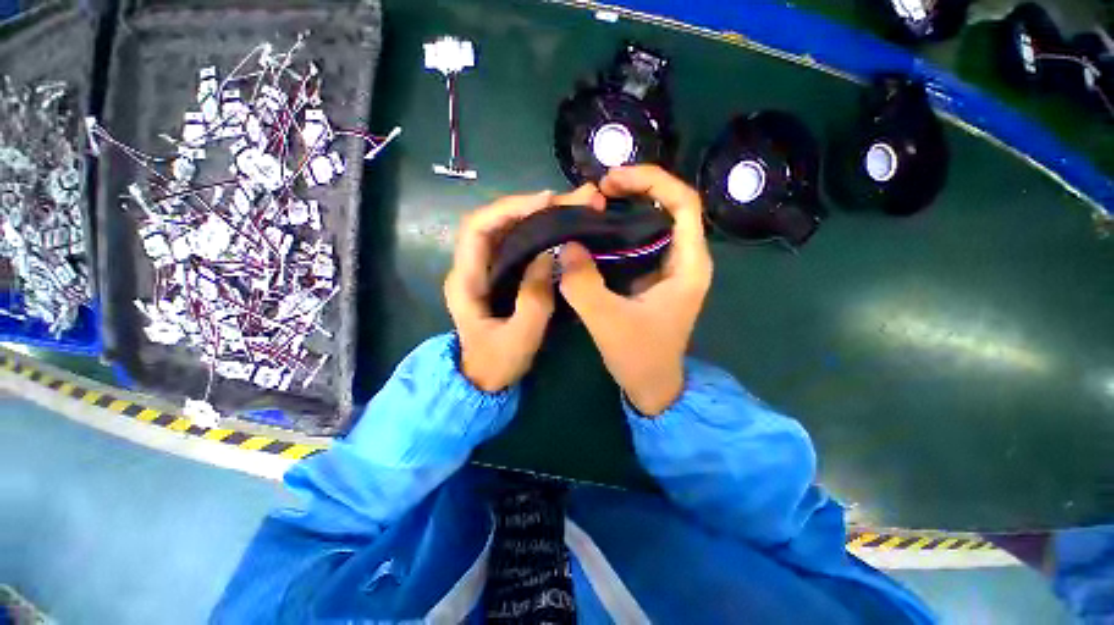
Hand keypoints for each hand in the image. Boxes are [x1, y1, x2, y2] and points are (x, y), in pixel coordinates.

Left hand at [445, 184, 605, 391]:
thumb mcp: (520, 338)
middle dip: (529, 206)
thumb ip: (534, 299)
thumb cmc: (497, 363)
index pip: (478, 228)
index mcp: (465, 281)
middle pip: (493, 222)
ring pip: (505, 230)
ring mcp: (482, 270)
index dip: (509, 208)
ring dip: (535, 215)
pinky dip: (535, 231)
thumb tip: (547, 254)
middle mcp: (469, 268)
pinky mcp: (496, 275)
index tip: (545, 201)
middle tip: (568, 200)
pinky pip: (514, 244)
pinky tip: (556, 228)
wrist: (483, 379)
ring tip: (568, 208)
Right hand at [559, 166, 712, 415]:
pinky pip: (640, 242)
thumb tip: (566, 244)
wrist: (652, 386)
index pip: (683, 203)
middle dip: (636, 189)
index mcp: (688, 265)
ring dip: (627, 208)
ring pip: (654, 222)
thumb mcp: (607, 322)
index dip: (651, 181)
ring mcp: (670, 268)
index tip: (613, 179)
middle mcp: (685, 259)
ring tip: (595, 203)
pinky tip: (597, 231)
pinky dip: (620, 230)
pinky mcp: (654, 277)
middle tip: (599, 189)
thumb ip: (584, 284)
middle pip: (669, 206)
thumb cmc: (639, 357)